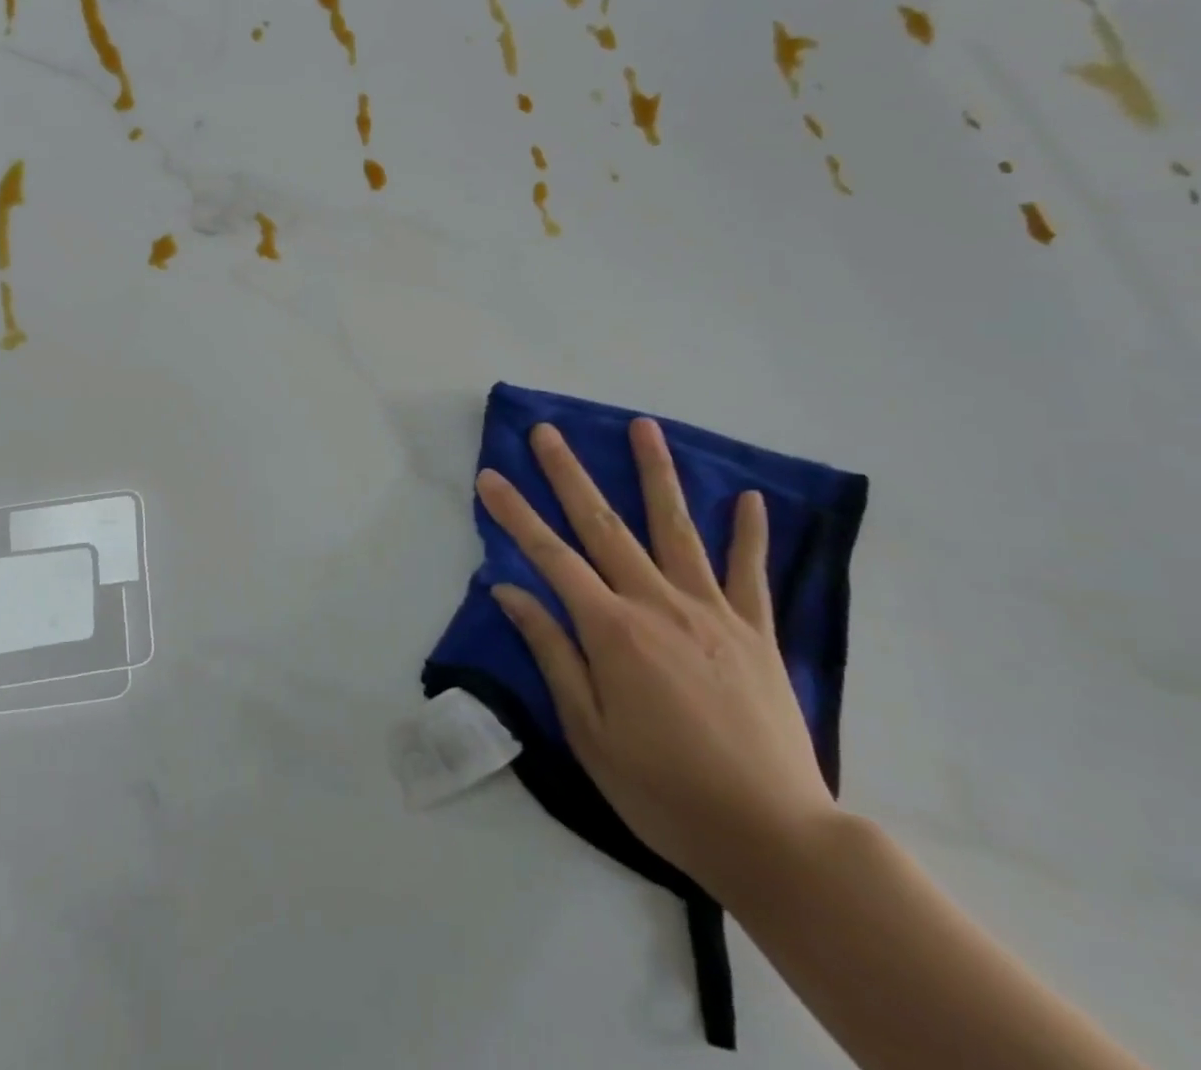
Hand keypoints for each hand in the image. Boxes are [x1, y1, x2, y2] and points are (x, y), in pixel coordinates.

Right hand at [478, 419, 837, 902]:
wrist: (776, 838)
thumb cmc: (664, 790)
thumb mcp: (588, 730)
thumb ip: (552, 651)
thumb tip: (510, 591)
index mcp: (612, 630)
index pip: (550, 556)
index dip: (515, 513)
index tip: (489, 476)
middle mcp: (658, 605)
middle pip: (604, 525)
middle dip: (569, 474)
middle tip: (547, 432)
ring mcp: (713, 613)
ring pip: (677, 529)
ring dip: (656, 474)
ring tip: (643, 427)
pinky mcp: (757, 633)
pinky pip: (750, 573)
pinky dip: (749, 533)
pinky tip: (748, 497)